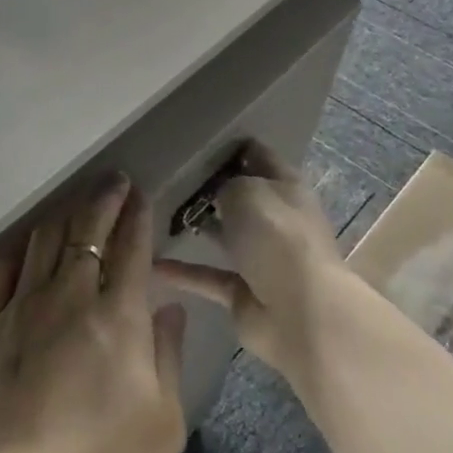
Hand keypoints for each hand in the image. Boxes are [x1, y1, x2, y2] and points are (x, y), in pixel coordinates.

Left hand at [0, 177, 187, 452]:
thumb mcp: (162, 427)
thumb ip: (167, 359)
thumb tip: (169, 308)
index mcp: (117, 317)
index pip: (131, 249)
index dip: (137, 216)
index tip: (140, 193)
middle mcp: (68, 297)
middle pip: (86, 232)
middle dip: (102, 200)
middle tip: (112, 180)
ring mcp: (21, 309)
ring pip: (43, 242)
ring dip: (63, 216)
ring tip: (75, 205)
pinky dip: (16, 253)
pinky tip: (23, 250)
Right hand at [154, 142, 351, 388]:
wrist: (301, 312)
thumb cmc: (276, 236)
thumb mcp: (245, 190)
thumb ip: (225, 184)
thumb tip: (216, 191)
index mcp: (286, 186)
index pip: (259, 155)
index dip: (232, 146)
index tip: (196, 140)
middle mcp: (277, 219)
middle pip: (241, 197)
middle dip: (210, 188)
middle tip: (168, 175)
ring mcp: (262, 257)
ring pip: (225, 235)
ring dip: (198, 227)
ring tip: (155, 213)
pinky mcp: (245, 292)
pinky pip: (208, 276)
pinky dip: (183, 272)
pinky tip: (152, 264)